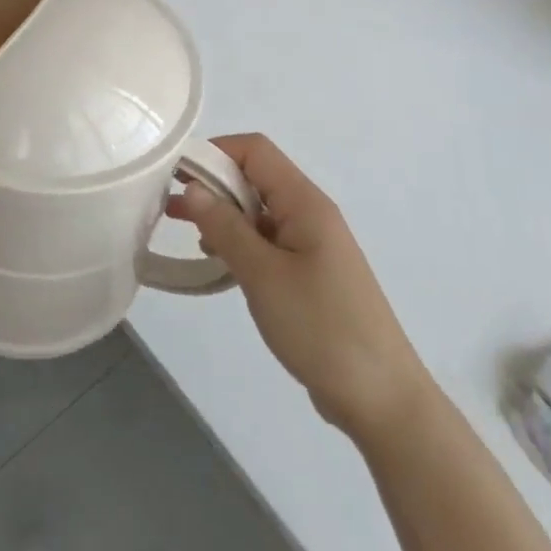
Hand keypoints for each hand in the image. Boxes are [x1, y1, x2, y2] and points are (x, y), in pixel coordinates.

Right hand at [168, 134, 429, 437]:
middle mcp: (309, 213)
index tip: (175, 175)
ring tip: (182, 230)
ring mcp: (311, 244)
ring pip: (258, 210)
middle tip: (169, 205)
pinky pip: (267, 241)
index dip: (214, 152)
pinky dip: (239, 241)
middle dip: (212, 183)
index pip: (255, 150)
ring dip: (222, 214)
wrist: (381, 399)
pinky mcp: (309, 273)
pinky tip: (216, 260)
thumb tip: (192, 187)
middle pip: (255, 177)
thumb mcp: (263, 274)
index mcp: (304, 202)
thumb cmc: (321, 326)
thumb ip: (225, 227)